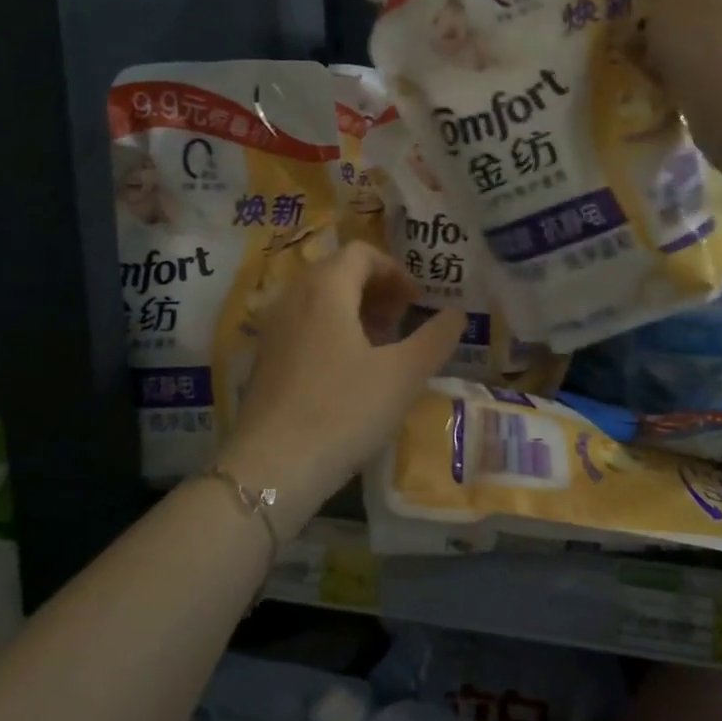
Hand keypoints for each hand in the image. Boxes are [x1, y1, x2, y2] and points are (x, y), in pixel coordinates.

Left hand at [213, 242, 463, 538]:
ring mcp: (273, 328)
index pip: (361, 253)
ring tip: (382, 347)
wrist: (272, 467)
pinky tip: (349, 372)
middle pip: (338, 272)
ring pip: (319, 300)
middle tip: (403, 321)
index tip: (417, 301)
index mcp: (325, 288)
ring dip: (354, 311)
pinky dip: (331, 331)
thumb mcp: (403, 375)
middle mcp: (293, 297)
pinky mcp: (264, 359)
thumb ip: (435, 338)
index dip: (395, 270)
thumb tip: (458, 313)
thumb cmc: (344, 411)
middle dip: (376, 290)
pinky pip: (303, 325)